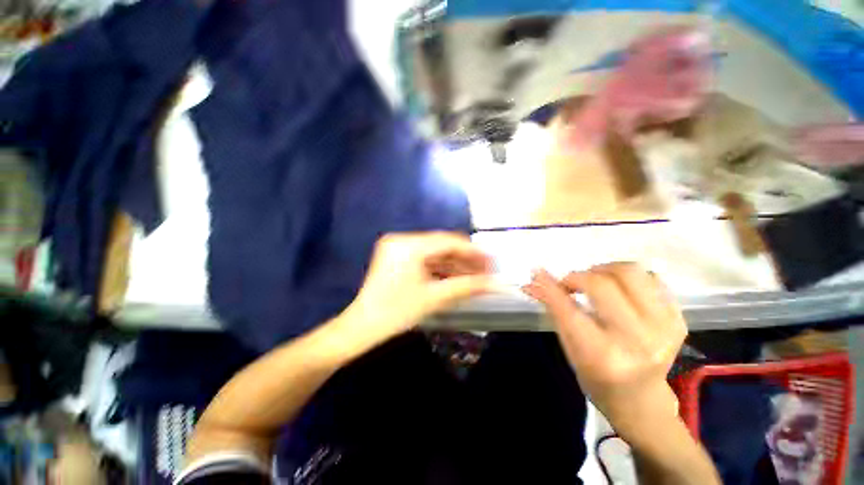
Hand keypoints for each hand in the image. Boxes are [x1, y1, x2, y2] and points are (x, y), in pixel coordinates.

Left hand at [345, 232, 493, 345]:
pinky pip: (424, 257)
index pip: (448, 241)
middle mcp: (402, 239)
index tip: (492, 260)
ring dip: (453, 263)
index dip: (473, 251)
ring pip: (434, 252)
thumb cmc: (397, 312)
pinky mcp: (396, 255)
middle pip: (441, 245)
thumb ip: (467, 287)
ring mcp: (397, 246)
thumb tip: (496, 283)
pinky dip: (440, 267)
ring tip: (474, 276)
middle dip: (464, 259)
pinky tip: (455, 276)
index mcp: (409, 245)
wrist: (362, 326)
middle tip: (485, 271)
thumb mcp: (435, 298)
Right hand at [523, 263, 685, 437]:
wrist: (641, 399)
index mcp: (602, 355)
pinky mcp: (678, 320)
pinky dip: (627, 278)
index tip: (537, 272)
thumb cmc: (595, 375)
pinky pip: (651, 278)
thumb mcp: (568, 346)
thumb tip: (532, 282)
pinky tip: (619, 291)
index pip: (569, 309)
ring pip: (630, 272)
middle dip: (577, 277)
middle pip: (602, 284)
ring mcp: (664, 328)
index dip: (550, 286)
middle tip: (570, 284)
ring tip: (595, 282)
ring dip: (604, 270)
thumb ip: (553, 309)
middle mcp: (637, 341)